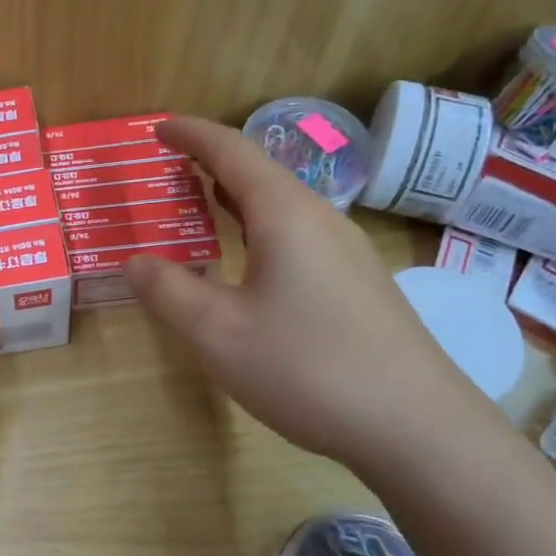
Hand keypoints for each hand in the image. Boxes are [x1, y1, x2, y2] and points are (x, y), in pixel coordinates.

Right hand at [125, 116, 493, 469]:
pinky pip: (299, 234)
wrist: (419, 428)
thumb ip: (168, 291)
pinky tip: (251, 261)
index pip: (232, 151)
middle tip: (170, 167)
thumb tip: (136, 261)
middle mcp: (321, 220)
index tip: (157, 127)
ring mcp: (348, 252)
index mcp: (285, 215)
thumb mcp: (217, 333)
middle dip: (212, 163)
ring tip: (203, 204)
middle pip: (261, 172)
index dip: (192, 134)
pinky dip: (260, 227)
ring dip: (238, 197)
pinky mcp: (360, 284)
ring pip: (283, 206)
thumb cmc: (307, 369)